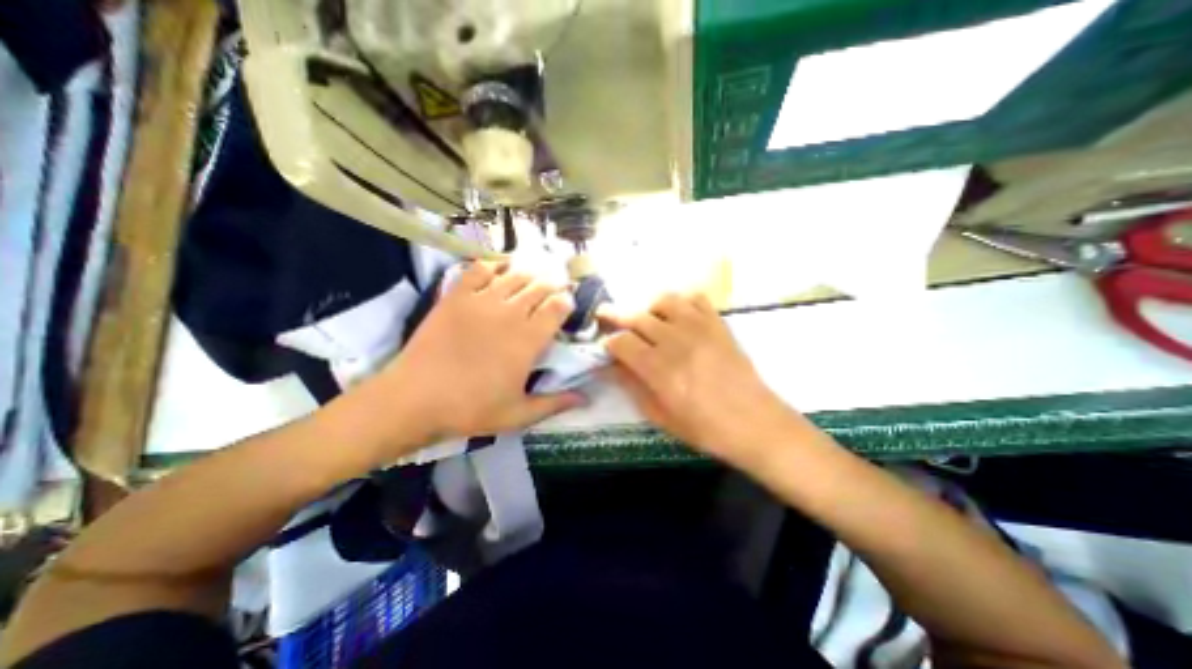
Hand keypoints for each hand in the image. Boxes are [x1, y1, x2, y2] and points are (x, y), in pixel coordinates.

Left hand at [364, 262, 586, 449]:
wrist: (414, 399)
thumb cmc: (470, 409)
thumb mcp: (518, 414)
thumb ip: (554, 403)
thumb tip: (586, 399)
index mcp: (528, 340)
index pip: (557, 307)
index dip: (567, 302)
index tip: (567, 306)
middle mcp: (509, 313)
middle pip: (539, 286)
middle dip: (553, 284)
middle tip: (555, 288)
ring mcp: (481, 301)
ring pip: (515, 275)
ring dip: (530, 273)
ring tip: (534, 277)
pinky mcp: (457, 296)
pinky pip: (480, 269)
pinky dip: (493, 264)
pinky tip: (501, 267)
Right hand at [601, 293, 805, 469]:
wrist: (755, 422)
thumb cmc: (705, 428)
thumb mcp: (661, 416)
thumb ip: (633, 387)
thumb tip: (612, 366)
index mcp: (659, 369)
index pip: (622, 342)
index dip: (609, 342)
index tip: (606, 346)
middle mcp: (676, 341)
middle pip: (637, 316)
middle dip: (615, 315)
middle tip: (605, 314)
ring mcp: (699, 328)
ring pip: (664, 300)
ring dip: (647, 306)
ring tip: (644, 316)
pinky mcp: (718, 324)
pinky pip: (695, 298)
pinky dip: (681, 301)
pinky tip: (677, 314)